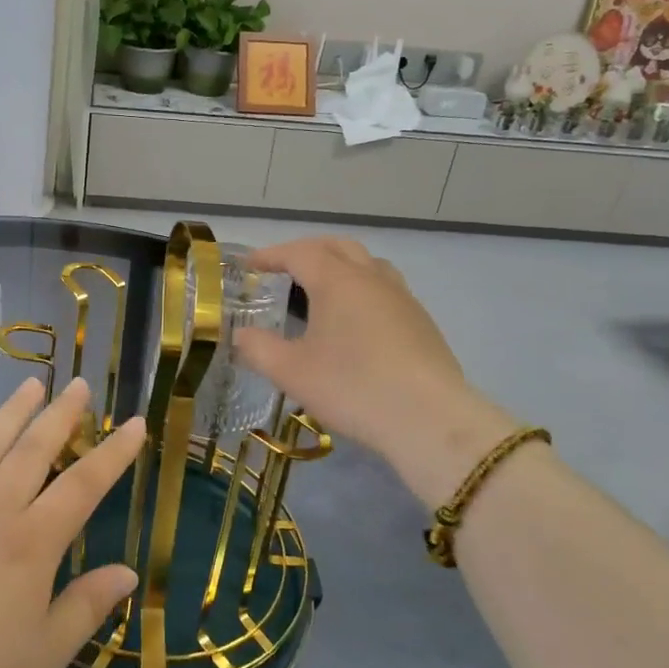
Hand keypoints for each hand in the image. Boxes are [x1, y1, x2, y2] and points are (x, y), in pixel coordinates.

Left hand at [0, 377, 143, 667]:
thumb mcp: (46, 654)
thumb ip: (88, 606)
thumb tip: (129, 573)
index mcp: (31, 544)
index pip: (83, 485)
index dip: (113, 453)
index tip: (134, 423)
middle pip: (32, 451)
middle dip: (59, 414)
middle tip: (77, 383)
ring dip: (9, 414)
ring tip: (30, 384)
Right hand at [233, 237, 513, 506]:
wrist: (429, 420)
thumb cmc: (352, 387)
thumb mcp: (291, 372)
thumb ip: (258, 349)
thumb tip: (239, 336)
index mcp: (337, 281)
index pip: (299, 252)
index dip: (271, 254)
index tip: (249, 265)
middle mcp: (371, 278)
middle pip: (337, 247)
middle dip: (307, 251)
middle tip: (283, 269)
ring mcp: (402, 298)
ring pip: (368, 264)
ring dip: (340, 266)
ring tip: (321, 290)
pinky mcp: (421, 322)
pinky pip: (385, 289)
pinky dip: (362, 289)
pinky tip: (354, 322)